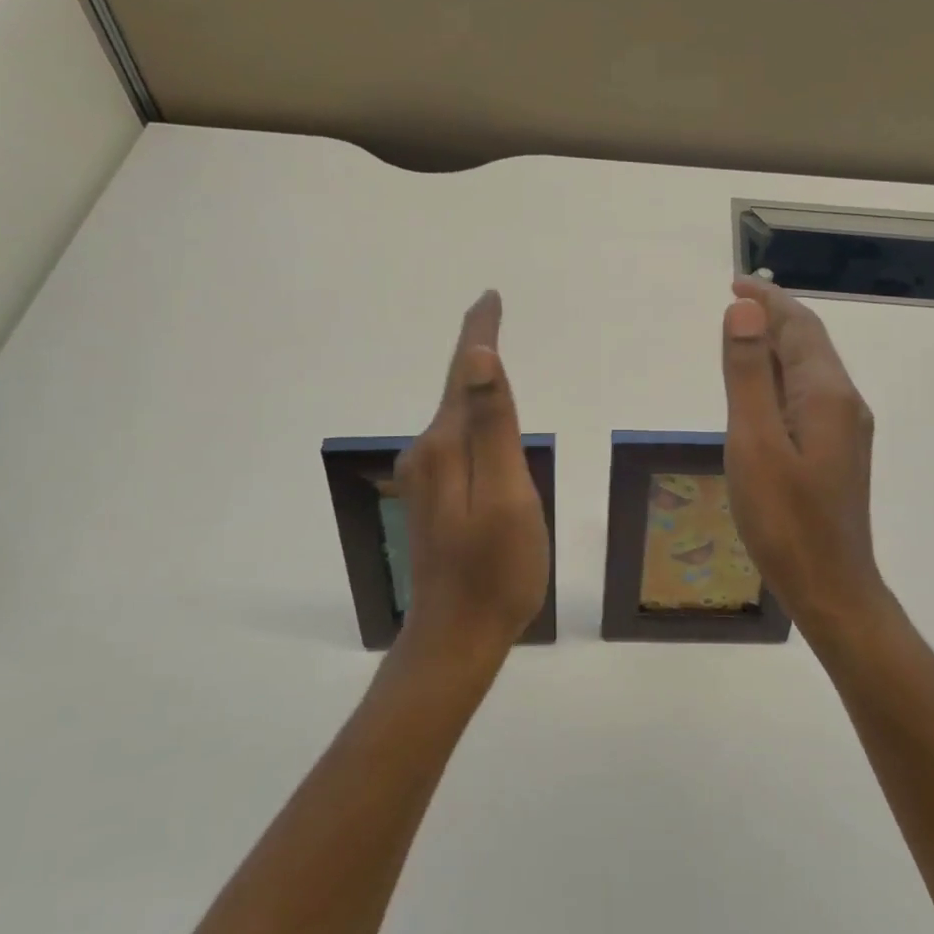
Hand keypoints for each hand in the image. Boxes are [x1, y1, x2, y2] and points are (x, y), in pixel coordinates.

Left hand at [394, 291, 549, 658]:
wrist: (457, 636)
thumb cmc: (497, 569)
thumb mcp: (508, 495)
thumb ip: (492, 426)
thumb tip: (478, 359)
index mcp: (447, 445)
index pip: (465, 373)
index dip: (479, 333)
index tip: (489, 298)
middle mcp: (427, 452)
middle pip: (457, 388)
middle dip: (475, 351)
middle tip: (491, 312)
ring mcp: (426, 477)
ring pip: (456, 417)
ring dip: (473, 384)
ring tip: (490, 353)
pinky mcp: (432, 497)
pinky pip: (457, 441)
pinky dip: (472, 417)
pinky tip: (484, 423)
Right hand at [720, 277, 886, 628]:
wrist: (831, 586)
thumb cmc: (786, 519)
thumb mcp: (755, 442)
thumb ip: (748, 374)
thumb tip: (743, 311)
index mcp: (826, 393)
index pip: (798, 326)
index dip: (767, 301)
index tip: (735, 283)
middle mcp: (843, 402)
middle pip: (808, 343)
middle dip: (773, 318)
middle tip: (733, 304)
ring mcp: (844, 429)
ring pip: (808, 370)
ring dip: (776, 346)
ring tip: (740, 337)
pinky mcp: (836, 451)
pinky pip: (807, 396)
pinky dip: (780, 378)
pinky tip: (759, 392)